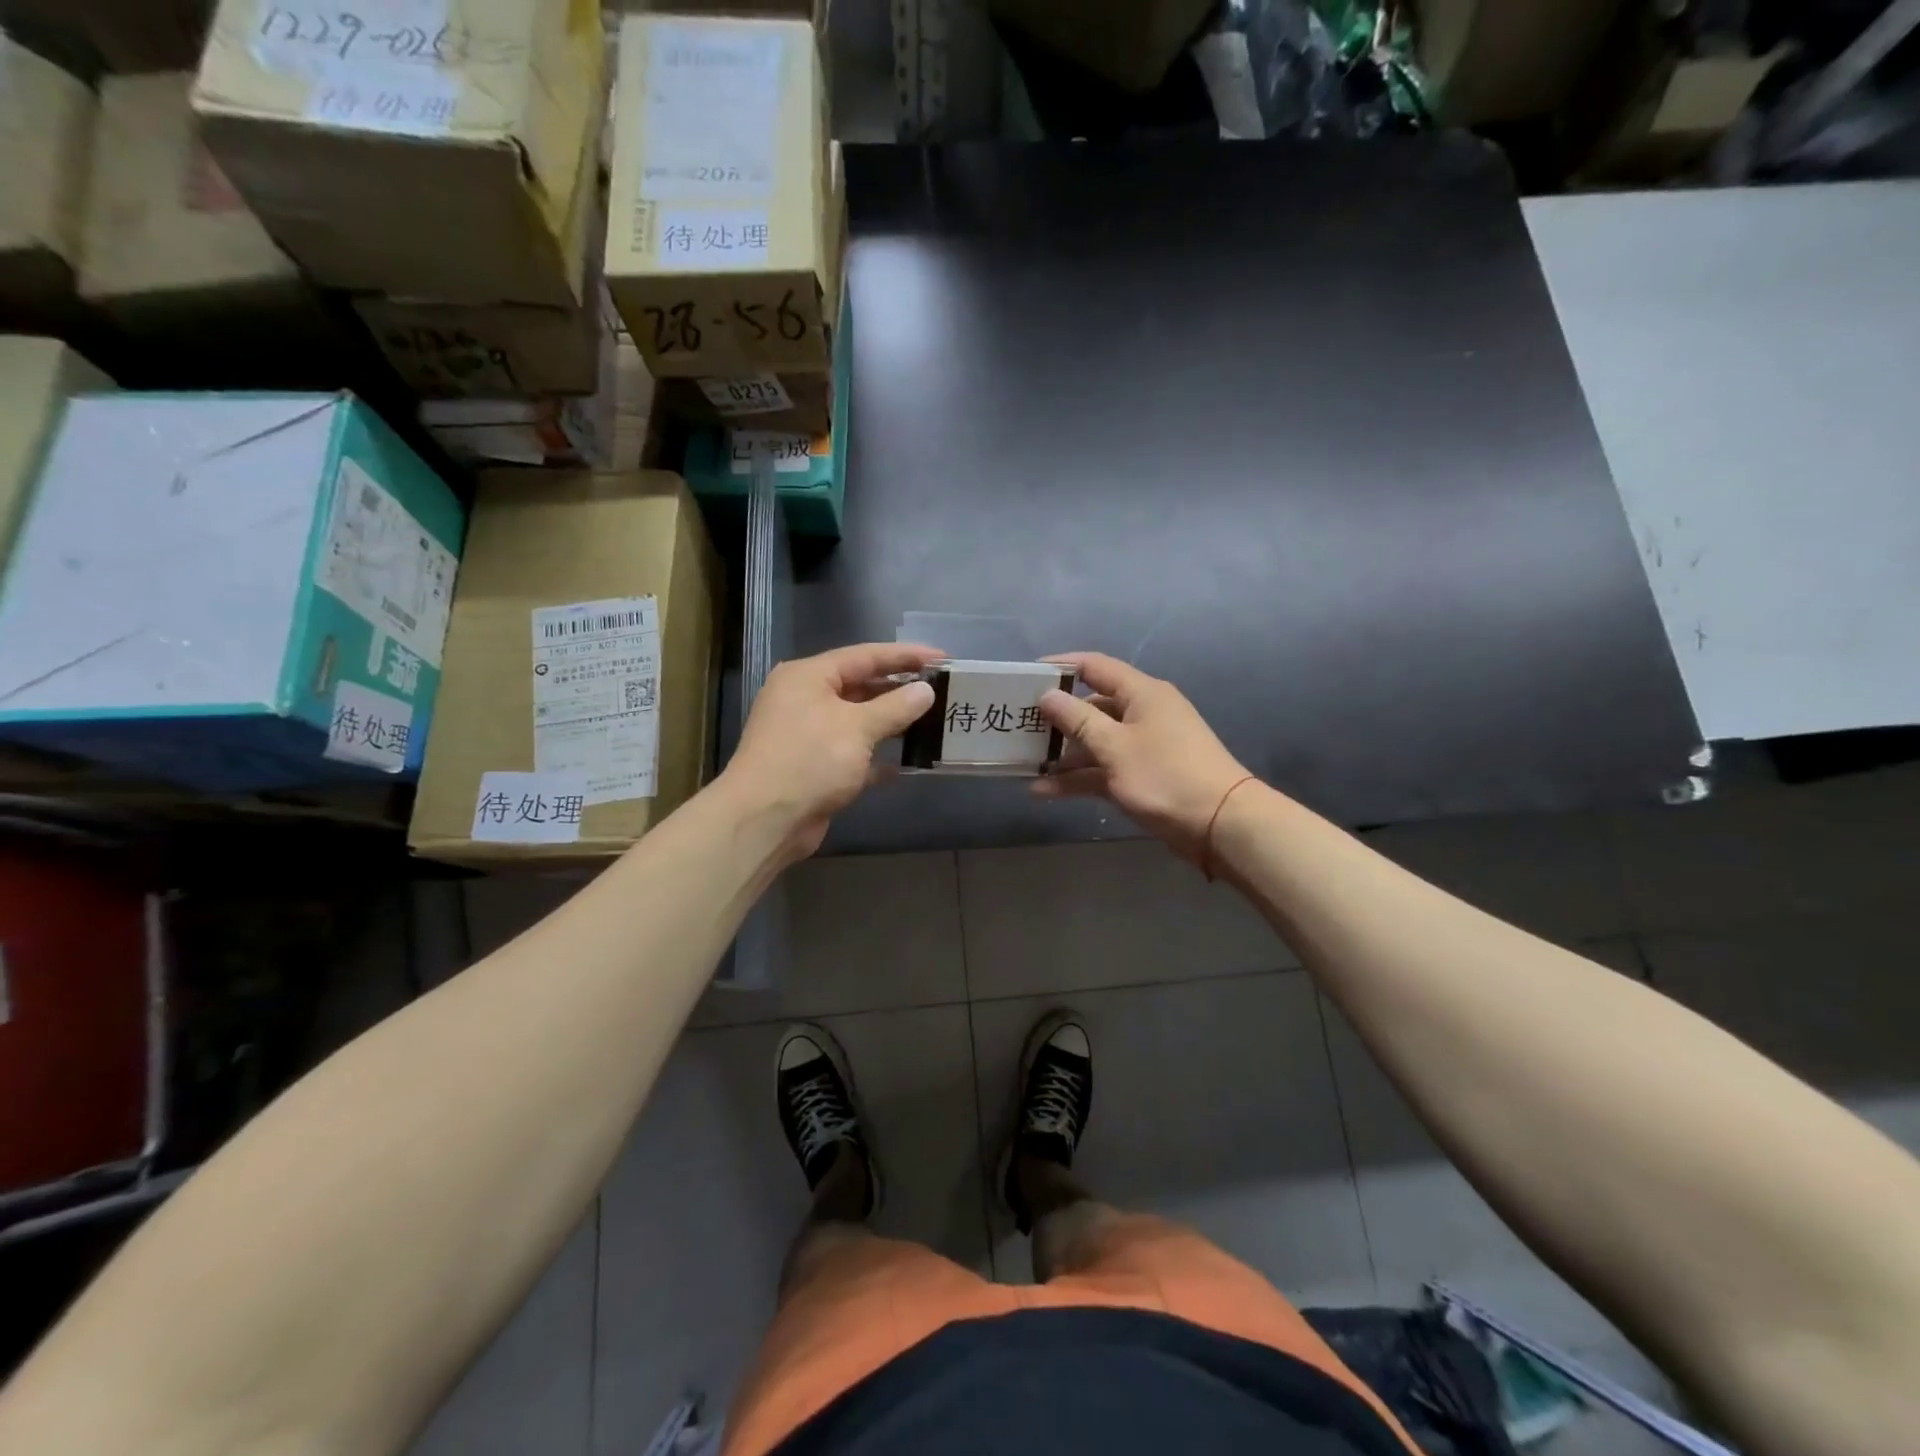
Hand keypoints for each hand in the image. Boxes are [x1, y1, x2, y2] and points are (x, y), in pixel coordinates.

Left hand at [722, 642, 940, 859]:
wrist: (765, 820)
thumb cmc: (810, 760)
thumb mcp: (858, 727)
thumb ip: (896, 706)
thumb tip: (925, 691)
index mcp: (808, 677)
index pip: (864, 656)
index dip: (904, 656)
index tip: (941, 657)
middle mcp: (804, 700)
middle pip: (860, 686)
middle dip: (898, 689)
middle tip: (939, 689)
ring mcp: (807, 735)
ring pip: (857, 721)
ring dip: (889, 723)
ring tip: (929, 721)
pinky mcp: (813, 768)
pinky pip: (852, 755)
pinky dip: (875, 758)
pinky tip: (903, 764)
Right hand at [1033, 652, 1250, 863]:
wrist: (1220, 825)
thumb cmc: (1165, 776)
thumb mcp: (1115, 746)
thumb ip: (1077, 720)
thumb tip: (1047, 695)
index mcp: (1141, 693)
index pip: (1094, 667)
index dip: (1059, 667)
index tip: (1026, 677)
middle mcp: (1142, 713)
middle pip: (1091, 707)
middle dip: (1056, 719)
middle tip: (1019, 728)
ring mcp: (1143, 747)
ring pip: (1095, 742)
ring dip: (1063, 755)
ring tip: (1025, 765)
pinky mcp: (1142, 776)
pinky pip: (1103, 769)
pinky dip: (1078, 778)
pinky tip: (1044, 792)